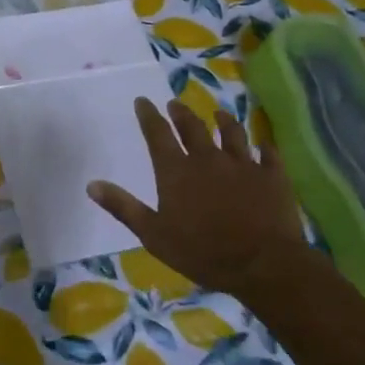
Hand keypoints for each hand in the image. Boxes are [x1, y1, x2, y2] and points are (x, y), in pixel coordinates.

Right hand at [87, 97, 307, 301]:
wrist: (263, 263)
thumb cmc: (203, 253)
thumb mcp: (154, 235)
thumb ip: (124, 207)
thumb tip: (92, 185)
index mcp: (176, 171)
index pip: (158, 134)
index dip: (148, 115)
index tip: (143, 101)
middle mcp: (208, 158)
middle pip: (192, 127)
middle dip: (181, 114)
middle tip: (175, 104)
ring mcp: (243, 164)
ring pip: (231, 133)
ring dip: (223, 121)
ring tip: (219, 113)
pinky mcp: (272, 175)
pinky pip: (268, 154)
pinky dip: (264, 147)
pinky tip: (264, 144)